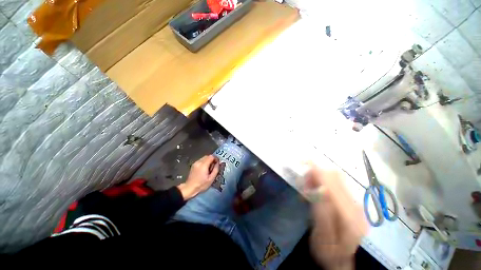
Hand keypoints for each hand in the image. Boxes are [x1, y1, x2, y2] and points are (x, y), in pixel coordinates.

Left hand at [178, 155, 218, 199]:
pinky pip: (201, 160)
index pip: (211, 156)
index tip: (217, 163)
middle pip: (208, 156)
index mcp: (203, 165)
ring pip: (204, 158)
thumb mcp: (211, 179)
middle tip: (214, 167)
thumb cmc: (201, 185)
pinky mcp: (193, 165)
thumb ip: (216, 169)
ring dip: (208, 161)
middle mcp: (199, 162)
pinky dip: (204, 162)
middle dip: (212, 160)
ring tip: (209, 169)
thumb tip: (218, 163)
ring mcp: (195, 163)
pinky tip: (204, 169)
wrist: (190, 188)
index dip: (216, 159)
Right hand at [305, 167, 367, 269]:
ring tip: (306, 188)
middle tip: (302, 182)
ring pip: (335, 178)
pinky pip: (335, 184)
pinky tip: (314, 191)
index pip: (333, 184)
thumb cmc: (328, 252)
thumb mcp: (321, 236)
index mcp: (350, 217)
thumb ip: (321, 212)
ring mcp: (354, 203)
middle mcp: (356, 206)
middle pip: (335, 177)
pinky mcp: (350, 202)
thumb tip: (320, 188)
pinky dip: (322, 182)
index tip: (302, 162)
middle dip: (316, 173)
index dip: (317, 170)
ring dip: (318, 177)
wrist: (340, 260)